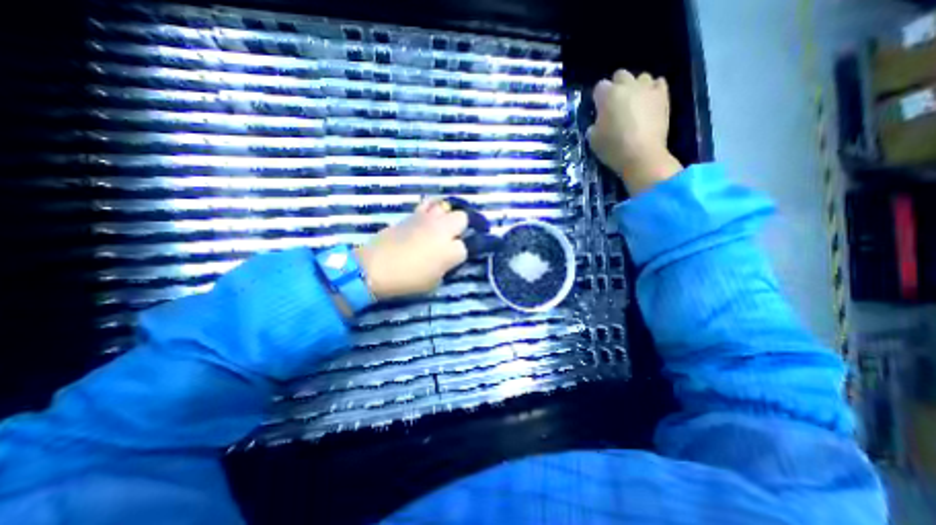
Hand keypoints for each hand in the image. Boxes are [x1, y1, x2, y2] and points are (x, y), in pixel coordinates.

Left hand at [354, 198, 467, 300]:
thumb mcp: (433, 281)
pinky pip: (428, 204)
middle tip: (452, 238)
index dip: (459, 253)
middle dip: (460, 227)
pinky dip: (431, 208)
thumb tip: (445, 258)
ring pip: (447, 207)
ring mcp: (428, 219)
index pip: (466, 247)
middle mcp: (443, 230)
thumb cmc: (407, 280)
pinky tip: (428, 217)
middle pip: (462, 218)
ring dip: (446, 216)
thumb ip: (445, 267)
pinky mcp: (413, 214)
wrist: (376, 267)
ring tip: (441, 225)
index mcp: (451, 251)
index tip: (452, 259)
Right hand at [588, 67, 684, 191]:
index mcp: (608, 95)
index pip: (599, 87)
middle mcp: (628, 86)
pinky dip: (652, 91)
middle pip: (620, 75)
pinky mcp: (663, 96)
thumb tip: (597, 123)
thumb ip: (593, 126)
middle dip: (616, 87)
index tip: (598, 111)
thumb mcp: (593, 140)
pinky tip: (648, 103)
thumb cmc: (613, 148)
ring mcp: (648, 89)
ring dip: (635, 88)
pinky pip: (658, 84)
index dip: (597, 99)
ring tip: (633, 104)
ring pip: (640, 77)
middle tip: (614, 105)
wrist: (642, 155)